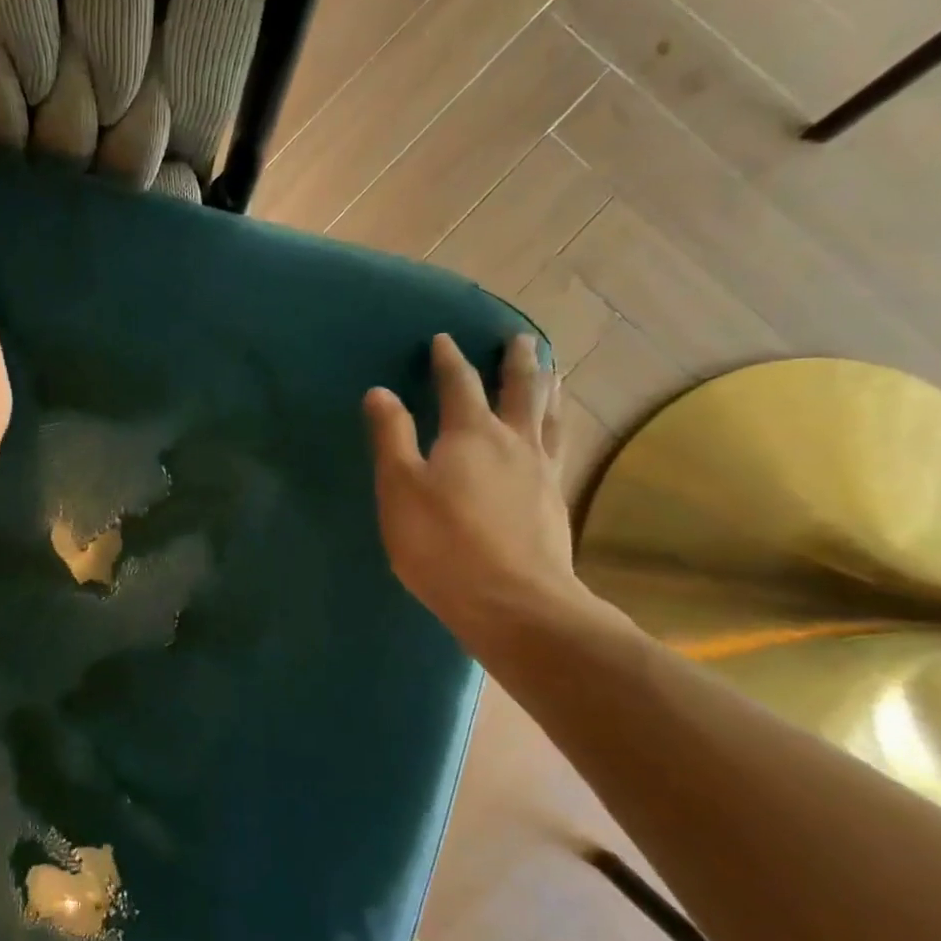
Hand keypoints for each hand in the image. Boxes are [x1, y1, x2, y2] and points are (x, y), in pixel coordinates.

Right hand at [364, 333, 590, 643]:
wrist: (513, 601)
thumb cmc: (442, 543)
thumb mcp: (400, 488)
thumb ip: (392, 437)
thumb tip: (380, 392)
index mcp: (471, 434)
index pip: (460, 384)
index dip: (449, 360)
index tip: (444, 339)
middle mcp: (514, 442)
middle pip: (521, 390)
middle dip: (518, 362)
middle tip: (522, 338)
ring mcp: (541, 471)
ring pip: (550, 416)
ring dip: (549, 388)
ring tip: (554, 371)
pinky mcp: (555, 500)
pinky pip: (560, 446)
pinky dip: (559, 426)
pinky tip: (557, 433)